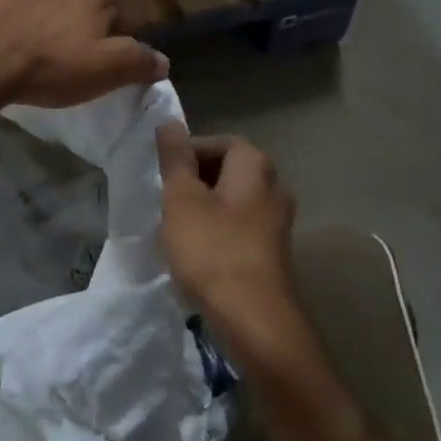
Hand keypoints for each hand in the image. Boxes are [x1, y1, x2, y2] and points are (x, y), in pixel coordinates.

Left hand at [0, 0, 167, 109]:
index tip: (111, 57)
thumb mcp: (109, 71)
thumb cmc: (55, 67)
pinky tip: (14, 47)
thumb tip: (163, 61)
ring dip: (51, 23)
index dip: (120, 31)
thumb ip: (141, 62)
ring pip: (49, 4)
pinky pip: (16, 12)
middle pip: (84, 2)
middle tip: (78, 57)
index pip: (120, 5)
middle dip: (85, 24)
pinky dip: (19, 25)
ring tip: (45, 54)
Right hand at [157, 121, 298, 330]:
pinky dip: (216, 233)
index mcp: (255, 167)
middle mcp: (274, 188)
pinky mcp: (272, 253)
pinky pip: (238, 229)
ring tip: (174, 228)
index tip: (162, 173)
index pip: (220, 142)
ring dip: (203, 209)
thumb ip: (175, 159)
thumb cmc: (212, 250)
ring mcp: (277, 224)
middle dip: (194, 181)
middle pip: (228, 172)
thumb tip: (170, 122)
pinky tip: (195, 254)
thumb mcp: (181, 199)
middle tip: (164, 199)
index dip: (189, 152)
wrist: (253, 318)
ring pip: (232, 202)